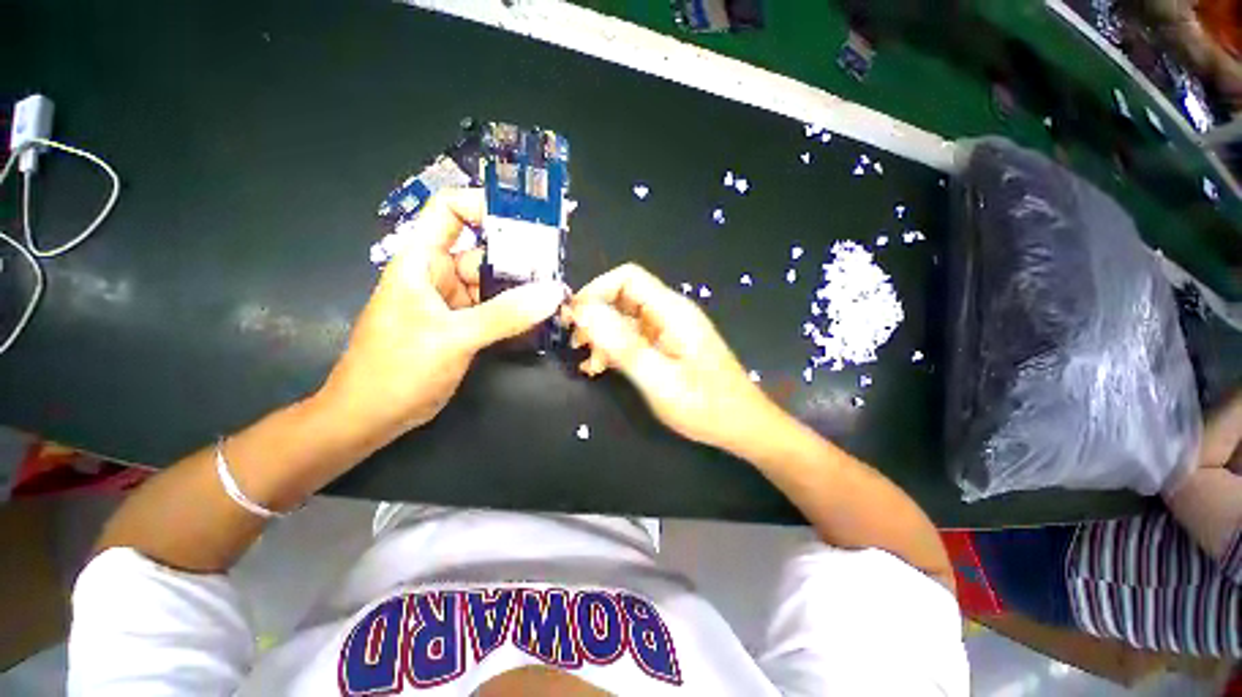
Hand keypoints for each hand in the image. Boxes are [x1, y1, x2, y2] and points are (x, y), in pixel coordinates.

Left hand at [319, 189, 564, 446]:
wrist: (371, 417)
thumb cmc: (397, 369)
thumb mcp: (452, 337)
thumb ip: (505, 314)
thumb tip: (553, 293)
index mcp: (422, 261)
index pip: (450, 211)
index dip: (485, 205)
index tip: (527, 220)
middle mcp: (441, 275)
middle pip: (485, 251)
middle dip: (521, 257)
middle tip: (559, 268)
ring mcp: (455, 303)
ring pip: (495, 284)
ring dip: (525, 289)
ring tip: (559, 296)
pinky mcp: (465, 326)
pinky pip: (497, 310)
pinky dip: (519, 313)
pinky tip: (543, 318)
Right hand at [564, 263, 777, 449]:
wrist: (742, 426)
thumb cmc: (705, 405)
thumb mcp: (658, 379)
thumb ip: (622, 345)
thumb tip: (583, 312)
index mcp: (672, 311)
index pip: (627, 278)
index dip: (596, 290)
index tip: (574, 319)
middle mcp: (670, 313)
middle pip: (624, 297)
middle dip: (596, 316)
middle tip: (576, 344)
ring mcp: (669, 330)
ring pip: (626, 319)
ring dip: (603, 336)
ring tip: (588, 363)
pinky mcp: (668, 346)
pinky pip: (635, 337)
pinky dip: (616, 348)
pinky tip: (602, 368)